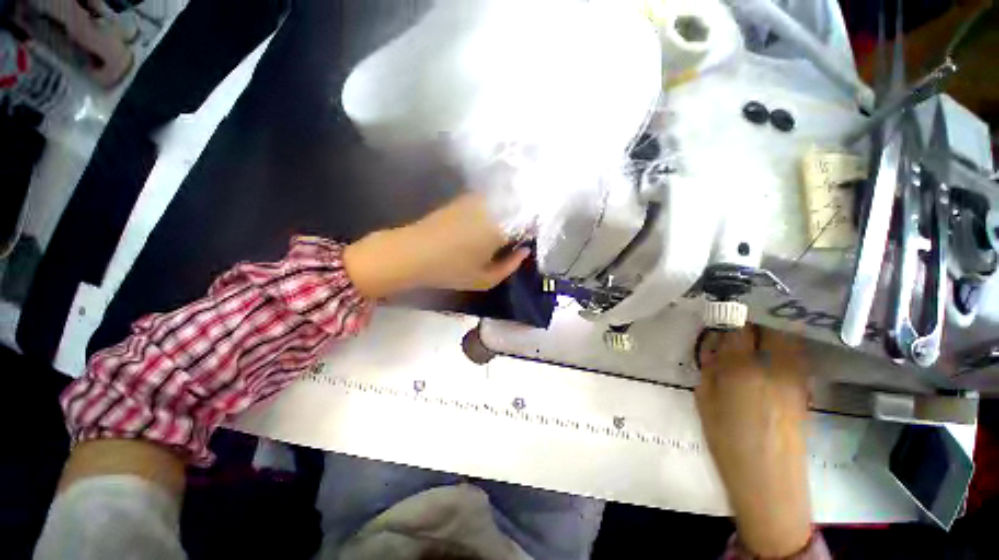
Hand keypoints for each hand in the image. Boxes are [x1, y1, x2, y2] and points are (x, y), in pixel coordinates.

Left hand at [344, 192, 529, 297]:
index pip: (530, 222)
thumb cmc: (450, 270)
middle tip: (516, 239)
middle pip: (518, 208)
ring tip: (500, 234)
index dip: (533, 231)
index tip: (529, 242)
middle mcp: (492, 208)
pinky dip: (493, 211)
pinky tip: (484, 226)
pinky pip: (487, 202)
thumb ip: (510, 266)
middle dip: (522, 221)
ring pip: (503, 203)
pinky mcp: (462, 199)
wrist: (411, 252)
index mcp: (502, 228)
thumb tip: (524, 252)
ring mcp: (476, 200)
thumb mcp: (485, 280)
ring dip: (507, 214)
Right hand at [696, 326, 812, 557]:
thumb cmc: (727, 440)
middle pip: (770, 326)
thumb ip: (708, 368)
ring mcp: (796, 376)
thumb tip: (713, 346)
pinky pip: (795, 354)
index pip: (737, 327)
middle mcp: (774, 366)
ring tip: (754, 333)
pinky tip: (768, 354)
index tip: (718, 309)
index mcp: (742, 368)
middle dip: (753, 316)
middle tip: (737, 318)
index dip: (727, 314)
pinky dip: (782, 345)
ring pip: (787, 337)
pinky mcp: (805, 387)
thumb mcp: (704, 400)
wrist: (770, 481)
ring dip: (770, 329)